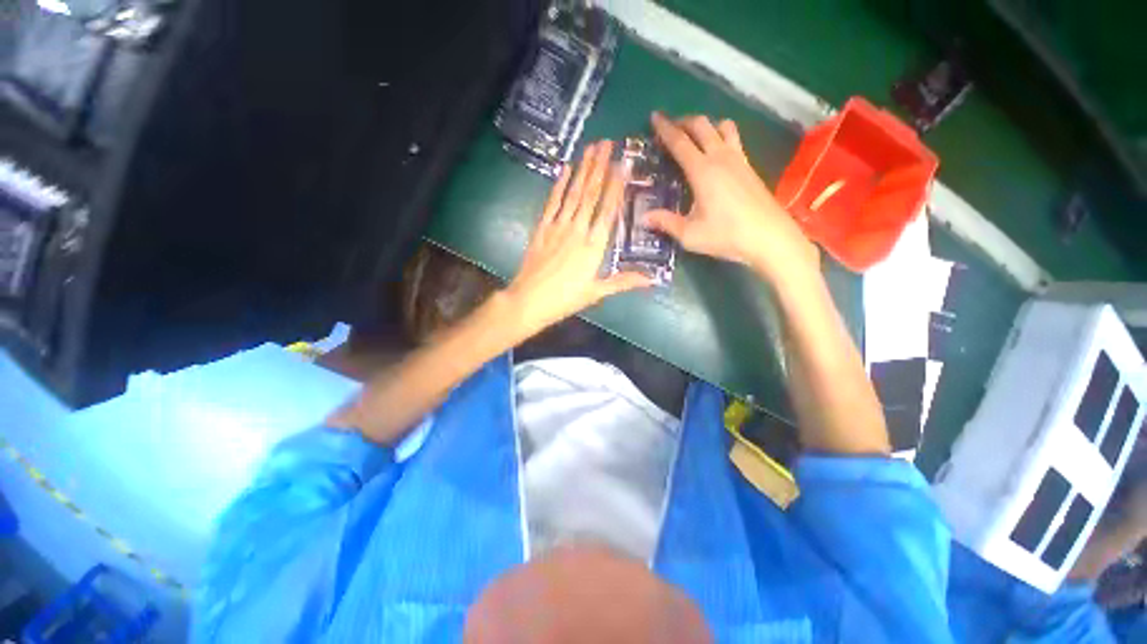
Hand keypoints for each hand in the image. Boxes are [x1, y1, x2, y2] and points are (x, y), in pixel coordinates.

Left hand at [505, 141, 651, 338]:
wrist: (530, 301)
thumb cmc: (566, 299)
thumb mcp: (597, 292)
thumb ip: (624, 282)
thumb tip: (652, 279)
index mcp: (594, 246)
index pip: (608, 210)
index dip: (616, 186)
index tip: (623, 163)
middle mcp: (577, 230)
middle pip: (591, 194)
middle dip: (600, 167)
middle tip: (608, 143)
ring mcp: (558, 227)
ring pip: (573, 193)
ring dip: (583, 169)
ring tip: (591, 147)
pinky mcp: (542, 228)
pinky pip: (552, 202)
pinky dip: (559, 185)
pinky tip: (565, 168)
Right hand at [645, 113, 817, 281]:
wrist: (769, 238)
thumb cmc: (726, 236)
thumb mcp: (690, 234)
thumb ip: (666, 223)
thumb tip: (644, 218)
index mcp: (702, 171)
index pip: (680, 142)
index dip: (665, 129)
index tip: (654, 117)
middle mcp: (720, 158)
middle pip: (702, 126)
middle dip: (683, 121)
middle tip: (670, 127)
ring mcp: (739, 160)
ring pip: (722, 127)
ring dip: (706, 125)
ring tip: (695, 136)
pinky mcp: (749, 167)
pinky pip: (734, 139)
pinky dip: (721, 136)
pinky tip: (716, 154)